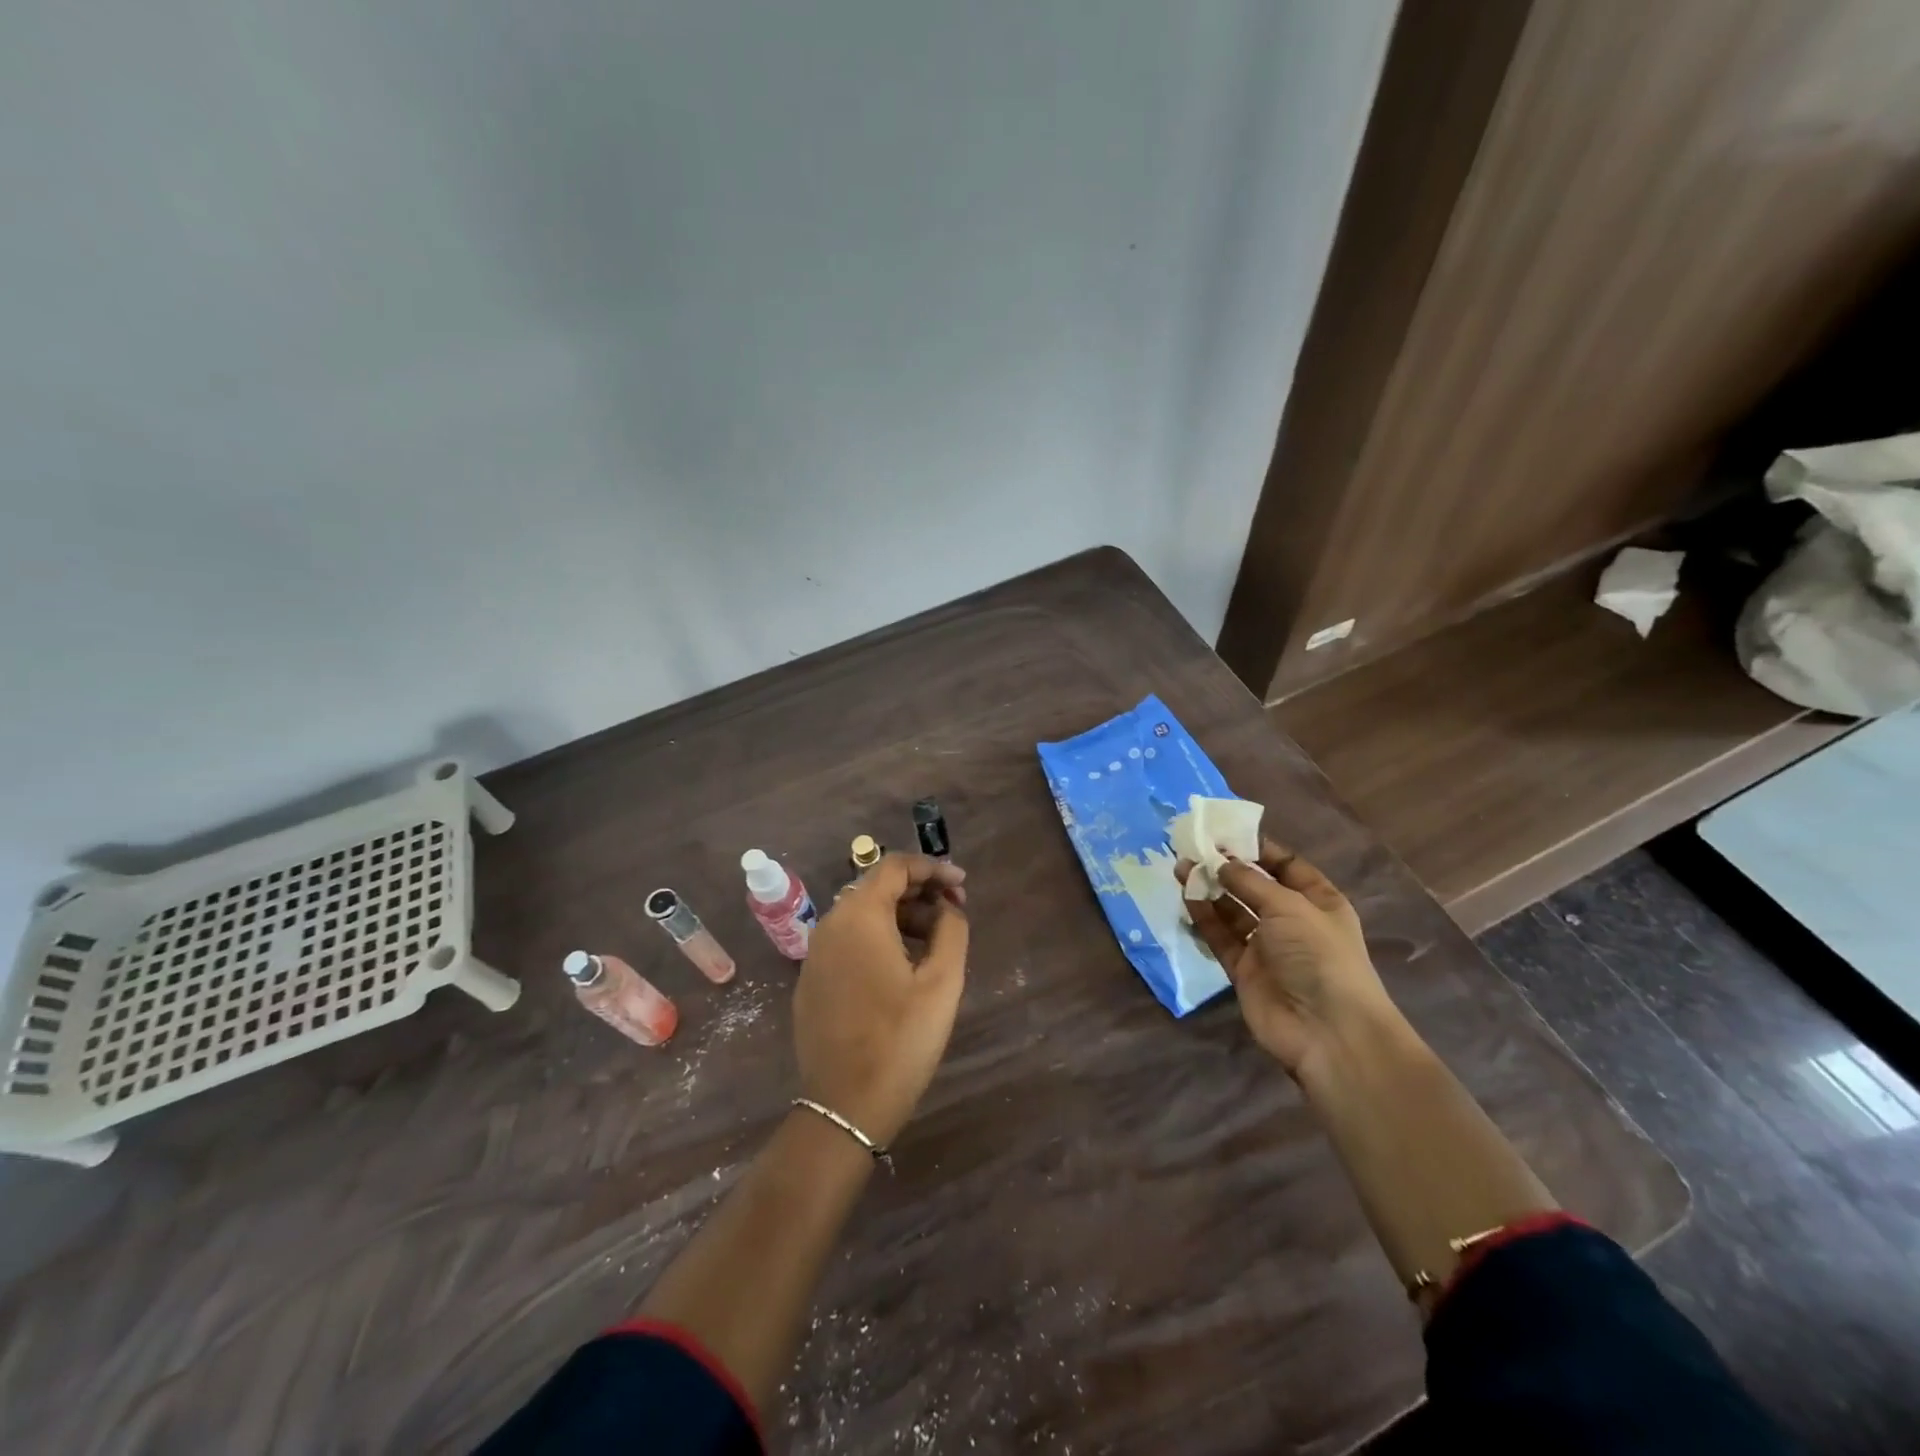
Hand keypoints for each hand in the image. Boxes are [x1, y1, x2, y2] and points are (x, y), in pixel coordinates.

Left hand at [793, 853, 969, 1145]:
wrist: (844, 1105)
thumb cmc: (900, 1039)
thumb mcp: (942, 982)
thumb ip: (951, 930)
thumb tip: (948, 908)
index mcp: (860, 916)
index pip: (895, 866)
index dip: (932, 868)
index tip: (961, 885)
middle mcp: (831, 924)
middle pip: (877, 887)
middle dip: (919, 892)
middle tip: (955, 911)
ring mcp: (816, 954)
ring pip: (862, 915)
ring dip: (900, 916)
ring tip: (935, 941)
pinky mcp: (811, 980)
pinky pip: (848, 941)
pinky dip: (878, 938)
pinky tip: (903, 965)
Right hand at [1176, 839, 1394, 1080]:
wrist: (1327, 1031)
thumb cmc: (1319, 956)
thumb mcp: (1289, 907)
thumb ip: (1250, 882)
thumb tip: (1221, 862)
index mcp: (1318, 901)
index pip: (1286, 865)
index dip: (1257, 848)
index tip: (1224, 833)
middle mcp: (1292, 921)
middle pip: (1254, 887)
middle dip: (1226, 867)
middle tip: (1192, 847)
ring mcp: (1267, 947)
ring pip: (1232, 910)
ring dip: (1209, 889)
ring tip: (1181, 867)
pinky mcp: (1244, 970)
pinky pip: (1220, 937)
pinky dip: (1204, 918)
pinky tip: (1186, 897)